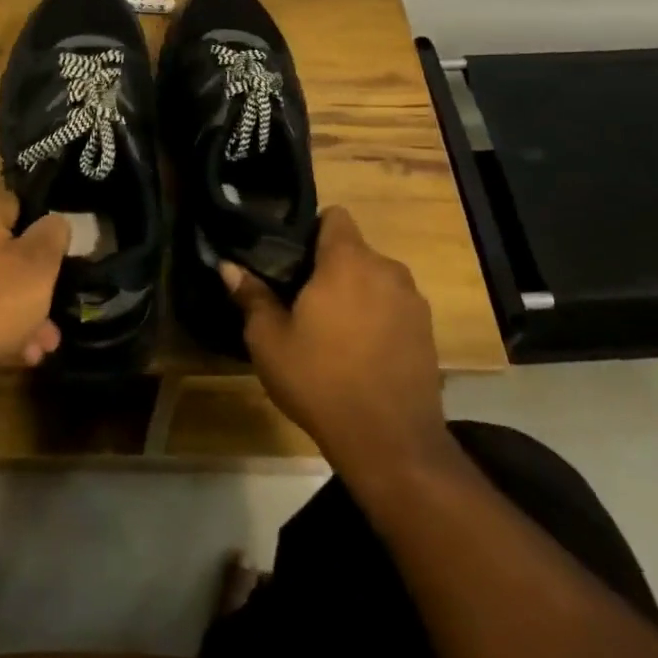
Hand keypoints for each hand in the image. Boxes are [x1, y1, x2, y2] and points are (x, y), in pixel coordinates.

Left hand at [0, 195, 67, 412]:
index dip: (41, 234)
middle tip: (50, 325)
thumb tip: (54, 221)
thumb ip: (52, 236)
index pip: (16, 208)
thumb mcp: (37, 267)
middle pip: (0, 255)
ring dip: (11, 316)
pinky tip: (2, 357)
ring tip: (34, 351)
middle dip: (30, 290)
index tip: (57, 263)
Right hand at [221, 206, 449, 477]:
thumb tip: (229, 266)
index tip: (291, 257)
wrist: (390, 441)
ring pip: (375, 280)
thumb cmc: (320, 380)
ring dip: (355, 293)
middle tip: (300, 298)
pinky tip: (359, 353)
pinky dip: (376, 318)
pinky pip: (394, 308)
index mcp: (347, 261)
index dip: (311, 229)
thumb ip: (252, 296)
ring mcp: (413, 301)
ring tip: (330, 329)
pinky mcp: (428, 332)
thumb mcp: (269, 340)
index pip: (334, 216)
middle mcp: (386, 269)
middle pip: (354, 250)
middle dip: (329, 266)